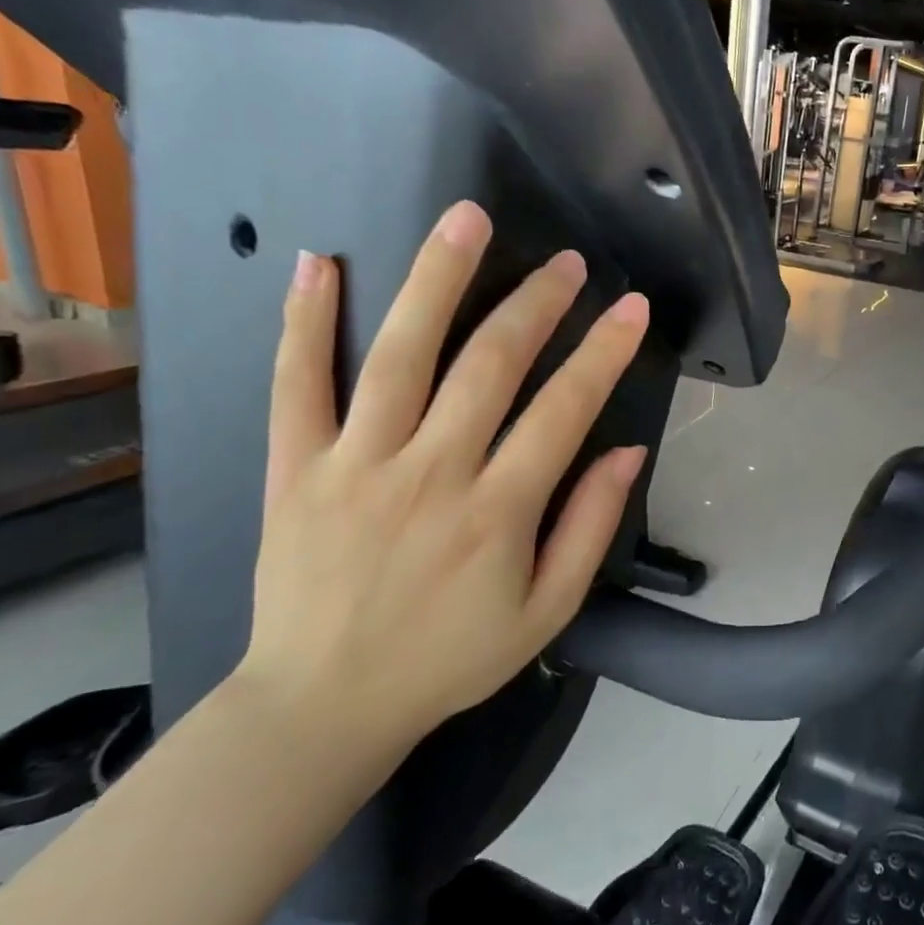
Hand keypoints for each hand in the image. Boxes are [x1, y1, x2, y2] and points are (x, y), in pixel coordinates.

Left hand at [239, 200, 649, 756]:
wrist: (323, 703)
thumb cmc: (450, 658)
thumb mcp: (546, 611)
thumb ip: (590, 528)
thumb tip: (628, 453)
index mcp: (498, 511)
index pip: (565, 409)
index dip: (603, 351)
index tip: (630, 306)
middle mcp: (431, 473)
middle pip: (490, 364)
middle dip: (537, 303)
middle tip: (567, 261)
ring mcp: (356, 464)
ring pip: (400, 354)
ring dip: (437, 280)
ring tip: (466, 221)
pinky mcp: (293, 468)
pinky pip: (295, 384)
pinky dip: (305, 320)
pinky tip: (321, 262)